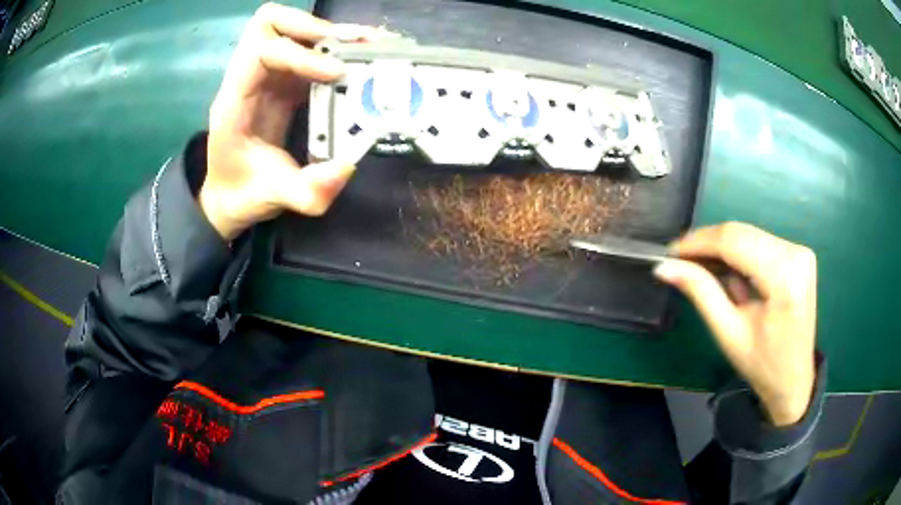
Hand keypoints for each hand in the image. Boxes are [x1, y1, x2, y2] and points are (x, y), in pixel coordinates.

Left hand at [200, 4, 389, 239]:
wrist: (228, 197)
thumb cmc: (242, 194)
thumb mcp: (274, 199)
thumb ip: (307, 191)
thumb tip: (347, 167)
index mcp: (234, 102)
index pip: (261, 52)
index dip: (301, 54)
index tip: (338, 73)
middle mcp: (246, 79)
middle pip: (269, 23)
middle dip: (313, 27)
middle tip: (352, 46)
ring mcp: (263, 76)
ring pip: (287, 27)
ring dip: (325, 31)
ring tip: (363, 44)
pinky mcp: (281, 81)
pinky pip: (304, 49)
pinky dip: (332, 46)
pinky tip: (358, 57)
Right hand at [653, 223, 816, 425]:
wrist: (794, 380)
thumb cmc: (762, 366)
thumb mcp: (728, 333)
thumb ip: (701, 292)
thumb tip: (664, 267)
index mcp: (784, 277)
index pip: (734, 240)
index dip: (699, 241)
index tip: (670, 252)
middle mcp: (796, 254)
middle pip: (742, 233)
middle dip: (708, 244)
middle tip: (681, 261)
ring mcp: (800, 251)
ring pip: (749, 234)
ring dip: (722, 250)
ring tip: (702, 271)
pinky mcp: (798, 254)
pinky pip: (759, 242)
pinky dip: (739, 253)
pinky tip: (728, 273)